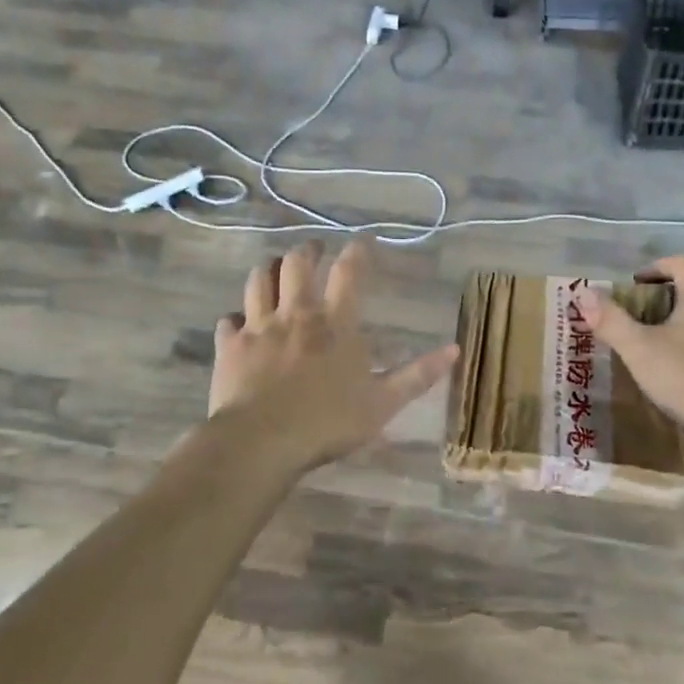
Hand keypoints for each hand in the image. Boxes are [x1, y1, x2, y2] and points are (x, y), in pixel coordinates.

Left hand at [210, 239, 458, 471]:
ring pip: (258, 280)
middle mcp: (296, 314)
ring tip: (275, 272)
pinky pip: (228, 320)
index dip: (357, 251)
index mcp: (335, 323)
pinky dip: (235, 318)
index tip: (362, 241)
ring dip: (268, 271)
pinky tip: (239, 324)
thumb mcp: (384, 403)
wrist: (262, 442)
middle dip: (307, 251)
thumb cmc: (328, 422)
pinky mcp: (231, 346)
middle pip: (296, 263)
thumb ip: (418, 375)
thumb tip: (455, 350)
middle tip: (314, 251)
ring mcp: (258, 327)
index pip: (349, 272)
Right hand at [574, 256, 683, 454]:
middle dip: (667, 300)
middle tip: (639, 318)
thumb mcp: (640, 349)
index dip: (656, 267)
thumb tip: (582, 292)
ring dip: (683, 329)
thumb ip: (611, 321)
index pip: (681, 265)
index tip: (634, 284)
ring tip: (656, 350)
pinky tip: (681, 379)